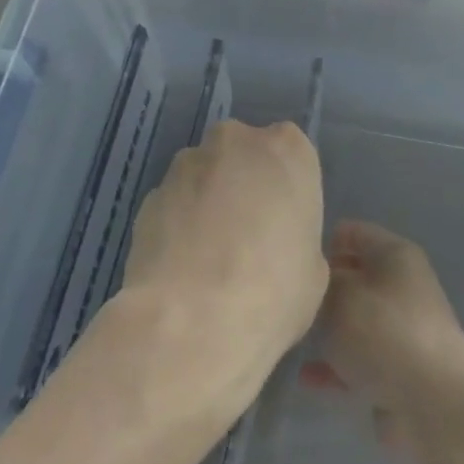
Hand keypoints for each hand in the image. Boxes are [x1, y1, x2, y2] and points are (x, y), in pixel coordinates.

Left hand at [120, 120, 326, 401]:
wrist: (193, 321)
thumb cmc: (274, 290)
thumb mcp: (314, 268)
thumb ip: (295, 236)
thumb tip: (273, 244)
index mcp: (287, 150)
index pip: (290, 153)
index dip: (285, 189)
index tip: (283, 223)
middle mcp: (235, 142)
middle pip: (242, 155)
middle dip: (243, 185)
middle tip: (248, 236)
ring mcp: (185, 165)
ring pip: (203, 176)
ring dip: (207, 203)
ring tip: (209, 259)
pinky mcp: (149, 196)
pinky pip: (173, 204)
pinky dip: (178, 225)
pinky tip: (182, 268)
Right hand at [300, 220, 463, 457]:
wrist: (434, 404)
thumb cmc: (383, 334)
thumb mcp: (340, 297)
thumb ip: (321, 283)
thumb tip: (317, 282)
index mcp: (395, 256)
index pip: (353, 233)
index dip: (322, 241)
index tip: (293, 261)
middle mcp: (402, 288)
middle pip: (353, 278)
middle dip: (321, 289)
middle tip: (288, 300)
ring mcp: (401, 332)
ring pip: (354, 321)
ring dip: (326, 330)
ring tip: (291, 335)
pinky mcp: (398, 371)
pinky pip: (358, 360)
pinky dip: (335, 366)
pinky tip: (305, 377)